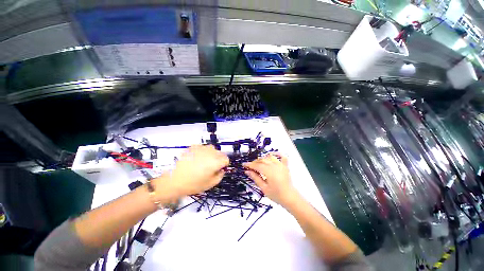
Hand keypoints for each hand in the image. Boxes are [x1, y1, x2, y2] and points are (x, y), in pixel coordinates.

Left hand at [159, 145, 228, 197]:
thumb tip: (221, 170)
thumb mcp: (210, 184)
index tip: (219, 169)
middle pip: (220, 153)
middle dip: (218, 159)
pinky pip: (203, 148)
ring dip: (211, 155)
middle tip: (211, 167)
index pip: (226, 159)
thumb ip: (220, 176)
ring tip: (203, 162)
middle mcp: (210, 152)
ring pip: (212, 149)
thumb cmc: (193, 184)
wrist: (173, 180)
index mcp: (216, 161)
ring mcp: (201, 148)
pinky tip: (195, 159)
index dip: (224, 165)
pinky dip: (202, 152)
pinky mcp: (193, 147)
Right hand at [243, 154, 298, 206]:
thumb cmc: (276, 195)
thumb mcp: (264, 188)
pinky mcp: (285, 166)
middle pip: (262, 160)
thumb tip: (247, 171)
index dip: (249, 164)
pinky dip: (276, 154)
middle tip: (250, 166)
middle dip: (255, 162)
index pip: (257, 165)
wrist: (290, 198)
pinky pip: (281, 156)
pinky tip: (272, 154)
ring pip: (269, 157)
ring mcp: (281, 165)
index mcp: (269, 172)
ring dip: (263, 158)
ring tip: (258, 163)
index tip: (244, 165)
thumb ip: (255, 178)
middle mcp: (275, 166)